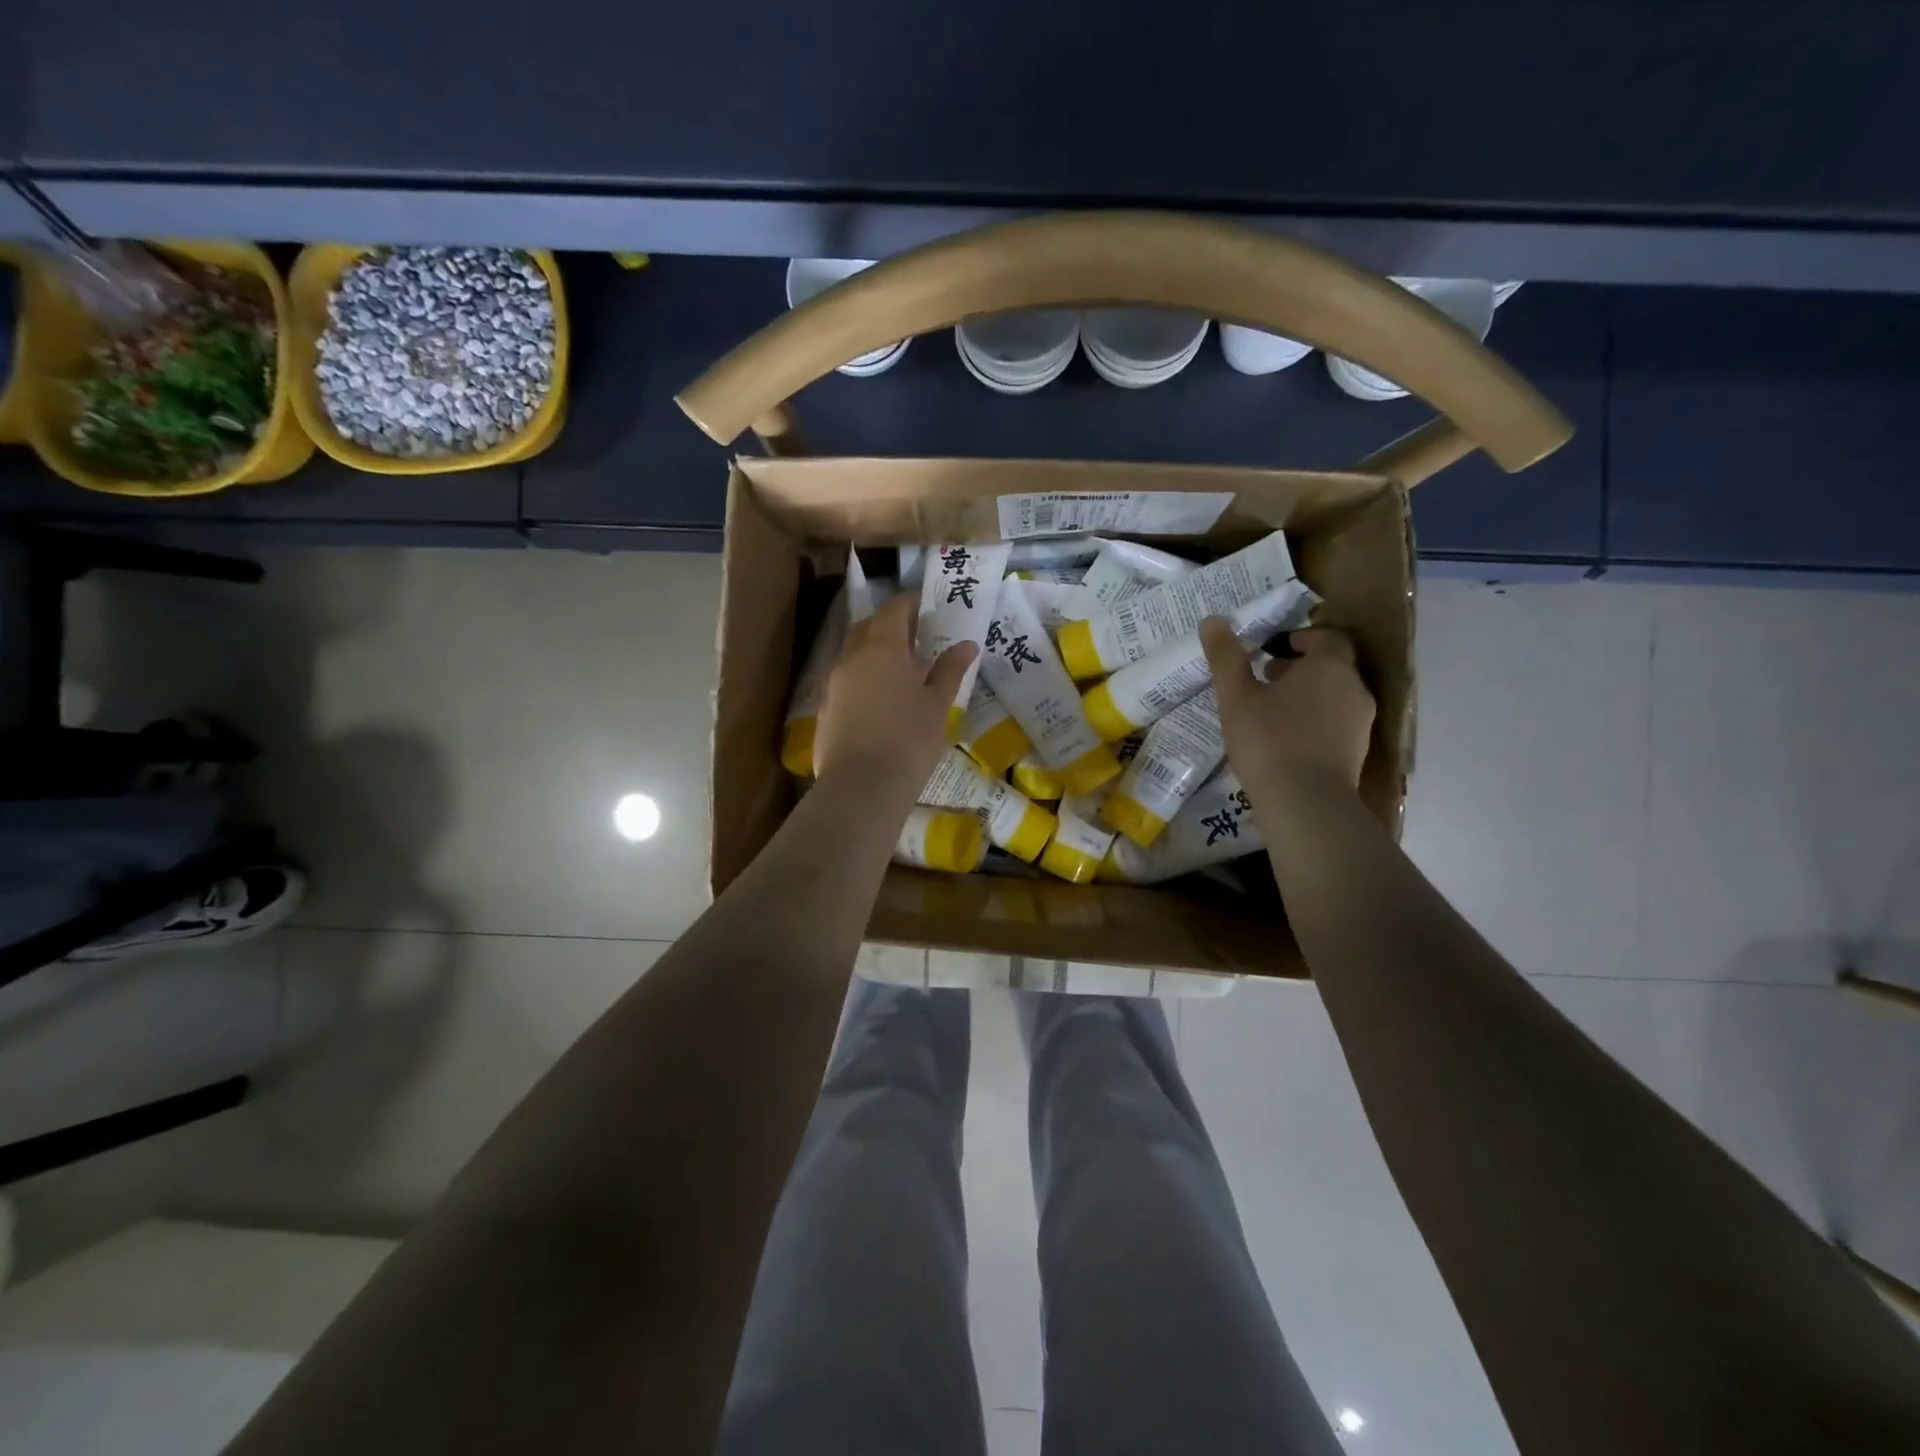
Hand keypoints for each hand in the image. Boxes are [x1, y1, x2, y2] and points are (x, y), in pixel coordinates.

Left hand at [815, 594, 976, 797]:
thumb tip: (967, 644)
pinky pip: (845, 682)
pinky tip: (879, 701)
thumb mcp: (937, 705)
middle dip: (889, 625)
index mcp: (882, 648)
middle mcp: (851, 658)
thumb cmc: (909, 740)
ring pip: (853, 655)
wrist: (862, 787)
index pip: (893, 610)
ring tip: (900, 671)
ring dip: (873, 653)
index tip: (927, 607)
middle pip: (867, 627)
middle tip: (914, 637)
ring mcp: (833, 684)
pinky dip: (862, 680)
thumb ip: (949, 671)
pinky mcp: (824, 710)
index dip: (910, 604)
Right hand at [1201, 622, 1374, 792]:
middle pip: (1332, 668)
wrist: (1306, 804)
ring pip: (1335, 697)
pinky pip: (1335, 725)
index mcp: (1330, 667)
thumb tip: (1213, 620)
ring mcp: (1360, 724)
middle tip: (1265, 678)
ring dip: (1307, 697)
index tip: (1274, 649)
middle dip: (1300, 668)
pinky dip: (1314, 722)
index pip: (1327, 638)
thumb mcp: (1237, 697)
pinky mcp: (1356, 753)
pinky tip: (1284, 740)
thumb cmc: (1269, 740)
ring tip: (1270, 711)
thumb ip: (1226, 658)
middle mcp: (1354, 689)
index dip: (1302, 638)